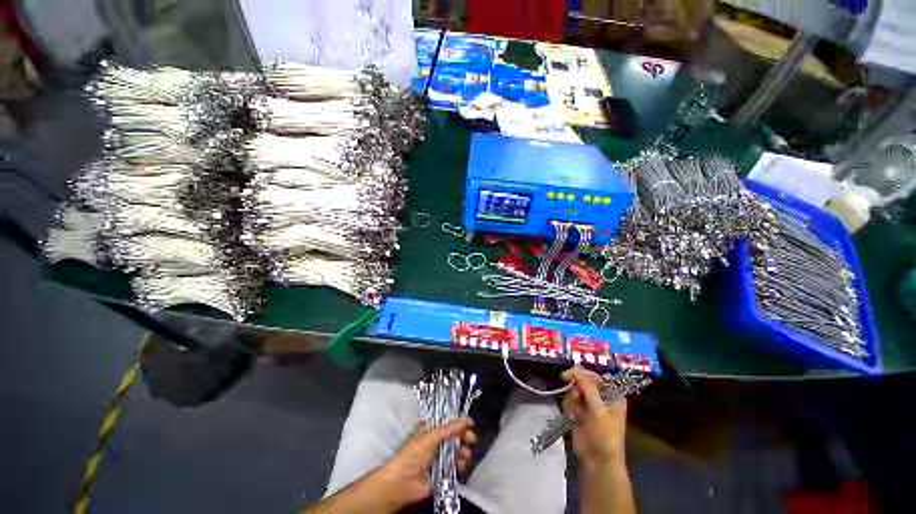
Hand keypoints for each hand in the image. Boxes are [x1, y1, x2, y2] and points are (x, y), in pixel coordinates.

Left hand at [376, 418, 476, 509]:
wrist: (402, 483)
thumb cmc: (412, 454)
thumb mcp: (431, 436)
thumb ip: (449, 428)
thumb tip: (465, 420)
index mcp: (430, 430)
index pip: (447, 423)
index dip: (458, 422)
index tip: (470, 423)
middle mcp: (434, 442)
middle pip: (453, 436)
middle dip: (463, 437)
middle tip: (472, 439)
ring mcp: (437, 458)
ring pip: (455, 451)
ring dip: (463, 451)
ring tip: (467, 453)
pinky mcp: (440, 473)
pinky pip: (453, 466)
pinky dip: (459, 465)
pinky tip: (462, 465)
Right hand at [561, 367, 626, 466]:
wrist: (597, 462)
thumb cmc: (605, 436)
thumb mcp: (598, 410)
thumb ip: (587, 388)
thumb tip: (575, 368)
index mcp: (612, 395)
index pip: (595, 376)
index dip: (581, 374)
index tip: (567, 376)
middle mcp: (601, 397)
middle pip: (582, 381)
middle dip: (575, 389)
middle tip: (575, 398)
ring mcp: (589, 405)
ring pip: (573, 390)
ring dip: (571, 400)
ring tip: (576, 414)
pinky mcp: (579, 412)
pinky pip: (569, 401)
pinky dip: (569, 408)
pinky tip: (573, 418)